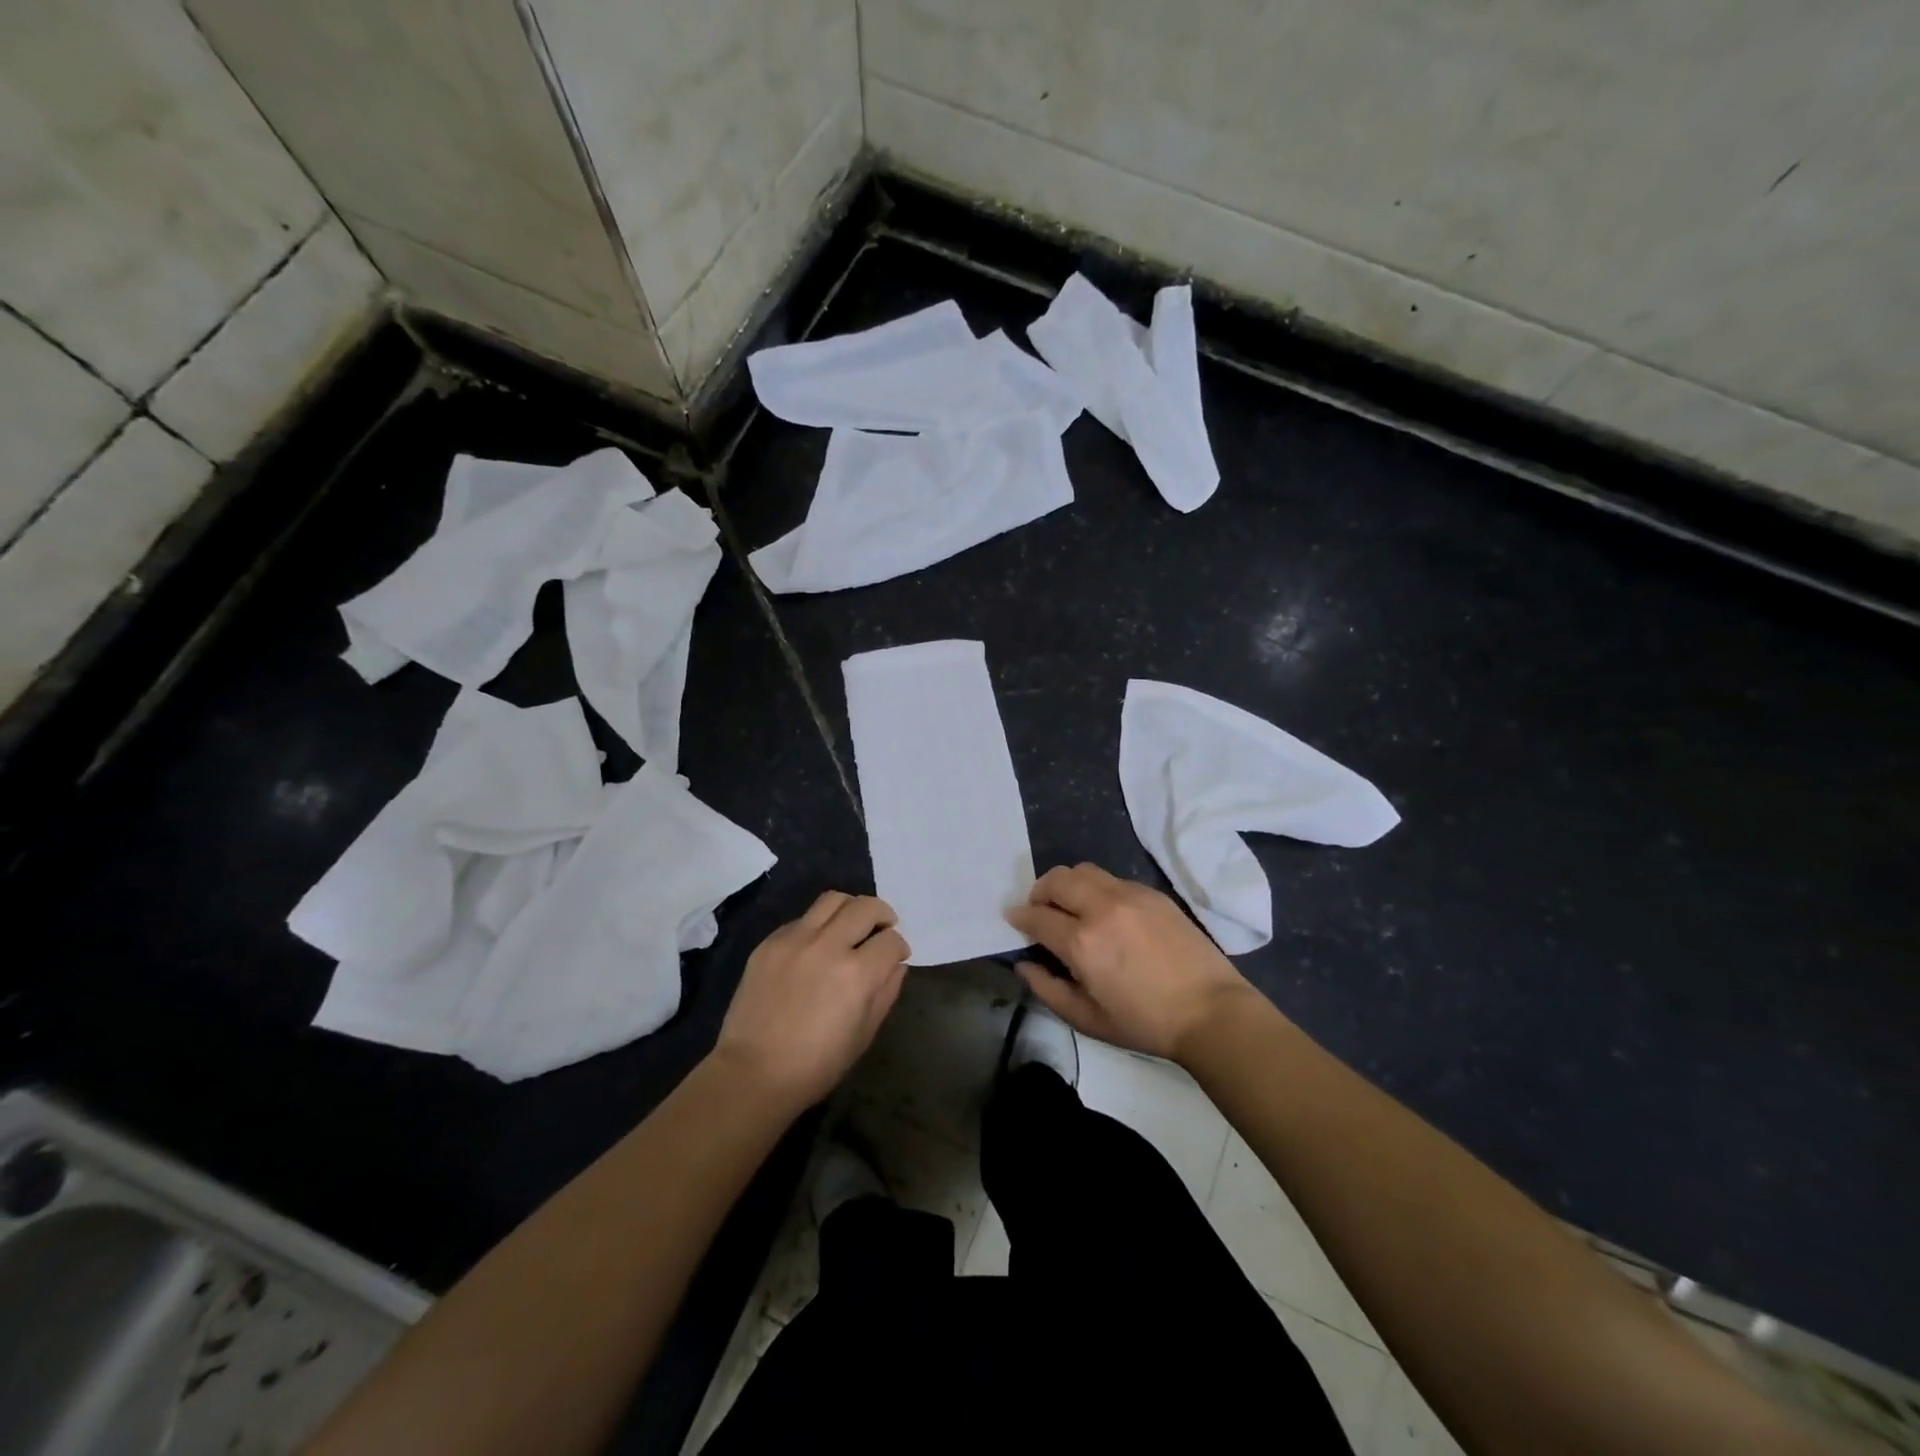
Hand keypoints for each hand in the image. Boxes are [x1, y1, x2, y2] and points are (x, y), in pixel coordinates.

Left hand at [713, 892, 909, 1110]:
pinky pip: (802, 919)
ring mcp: (794, 940)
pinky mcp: (769, 942)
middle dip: (883, 915)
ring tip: (851, 926)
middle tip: (882, 930)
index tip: (897, 956)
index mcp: (856, 974)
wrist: (753, 1073)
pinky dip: (818, 925)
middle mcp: (827, 946)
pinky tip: (816, 946)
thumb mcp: (864, 1034)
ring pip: (833, 900)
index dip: (900, 946)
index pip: (891, 940)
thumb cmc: (816, 1065)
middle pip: (866, 907)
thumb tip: (895, 964)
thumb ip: (886, 992)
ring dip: (851, 908)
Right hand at [1006, 864, 1256, 1062]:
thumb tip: (1024, 964)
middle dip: (1040, 892)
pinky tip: (1107, 913)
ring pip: (1083, 870)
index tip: (1014, 919)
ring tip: (1072, 906)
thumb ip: (1047, 989)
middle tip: (1041, 910)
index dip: (1019, 917)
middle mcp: (1101, 908)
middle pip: (1056, 879)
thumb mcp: (1087, 1019)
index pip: (1036, 916)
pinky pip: (1112, 879)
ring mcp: (1129, 895)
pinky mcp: (1152, 893)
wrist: (1210, 1011)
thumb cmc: (1145, 1023)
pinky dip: (1097, 889)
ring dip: (1068, 884)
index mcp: (1081, 942)